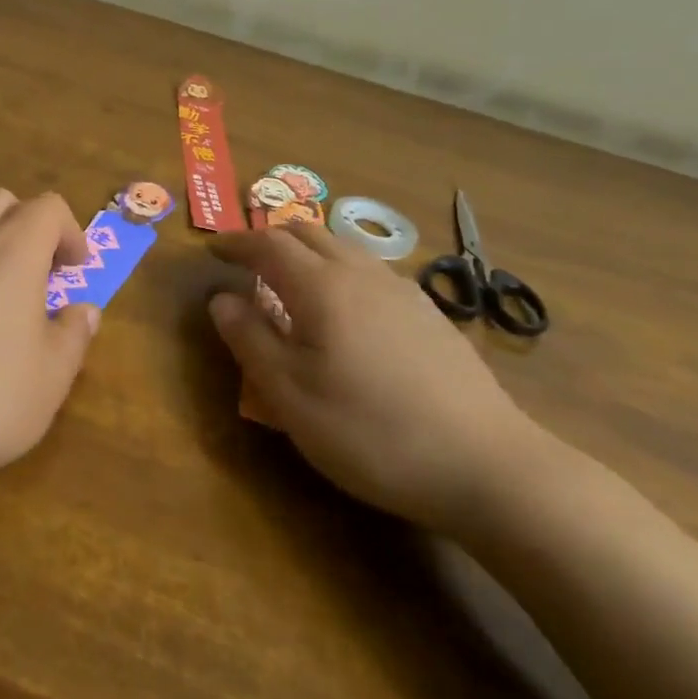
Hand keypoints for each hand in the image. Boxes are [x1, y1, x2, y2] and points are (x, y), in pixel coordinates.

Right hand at [209, 221, 541, 533]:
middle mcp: (362, 275)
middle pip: (309, 233)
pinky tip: (347, 311)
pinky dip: (341, 271)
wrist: (486, 465)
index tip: (211, 248)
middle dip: (271, 238)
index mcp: (322, 287)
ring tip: (291, 281)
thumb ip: (250, 339)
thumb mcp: (289, 395)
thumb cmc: (370, 431)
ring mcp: (403, 292)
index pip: (269, 244)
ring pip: (345, 249)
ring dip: (309, 251)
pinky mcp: (430, 315)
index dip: (235, 241)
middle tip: (246, 260)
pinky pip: (372, 272)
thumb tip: (221, 299)